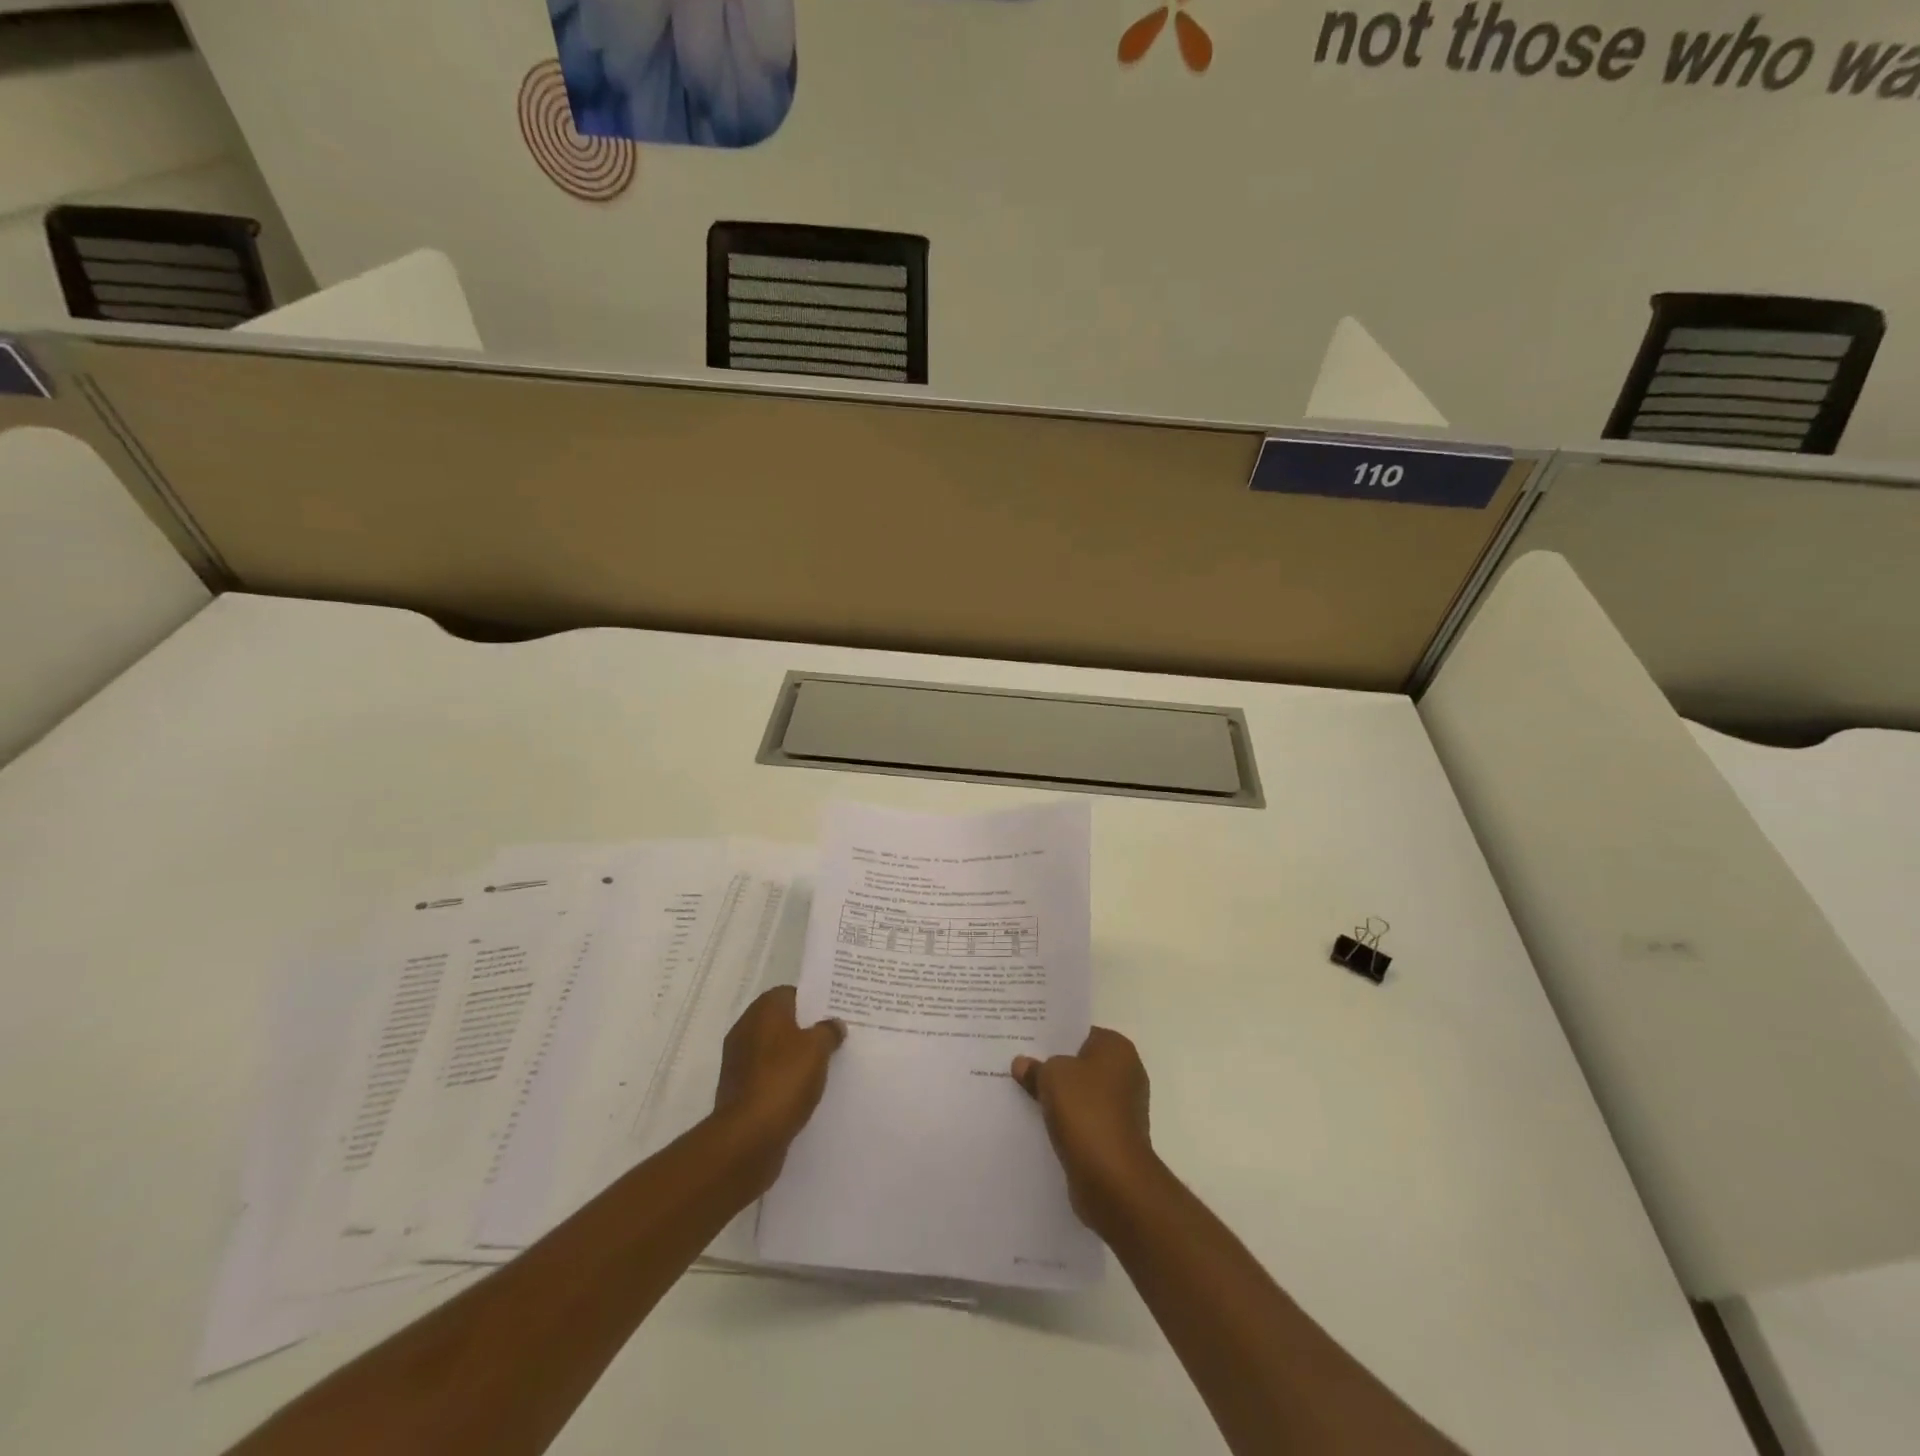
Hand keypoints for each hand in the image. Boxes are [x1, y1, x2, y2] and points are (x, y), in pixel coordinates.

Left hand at [711, 986, 844, 1191]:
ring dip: (795, 1057)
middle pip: (782, 1022)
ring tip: (824, 1066)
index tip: (833, 1013)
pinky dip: (784, 1080)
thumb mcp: (818, 1048)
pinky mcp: (739, 1091)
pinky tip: (804, 1091)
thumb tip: (833, 1024)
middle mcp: (746, 1030)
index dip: (812, 1002)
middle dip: (806, 1030)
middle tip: (834, 1038)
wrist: (748, 1137)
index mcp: (763, 1011)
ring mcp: (739, 1062)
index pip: (790, 994)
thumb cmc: (784, 1080)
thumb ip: (828, 1031)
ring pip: (775, 1051)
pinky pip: (768, 1076)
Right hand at [1013, 1027, 1158, 1235]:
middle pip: (1081, 1064)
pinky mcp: (1115, 1139)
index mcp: (1117, 1049)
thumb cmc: (1086, 1111)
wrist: (1112, 1178)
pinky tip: (1038, 1124)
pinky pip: (1083, 1121)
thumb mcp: (1051, 1076)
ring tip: (1022, 1095)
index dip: (1054, 1037)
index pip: (1081, 1033)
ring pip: (1080, 1095)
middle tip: (1020, 1066)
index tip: (1027, 1042)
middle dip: (1054, 1068)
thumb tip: (1023, 1064)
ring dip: (1058, 1098)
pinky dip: (1066, 1123)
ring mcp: (1123, 1110)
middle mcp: (1126, 1074)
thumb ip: (1036, 1067)